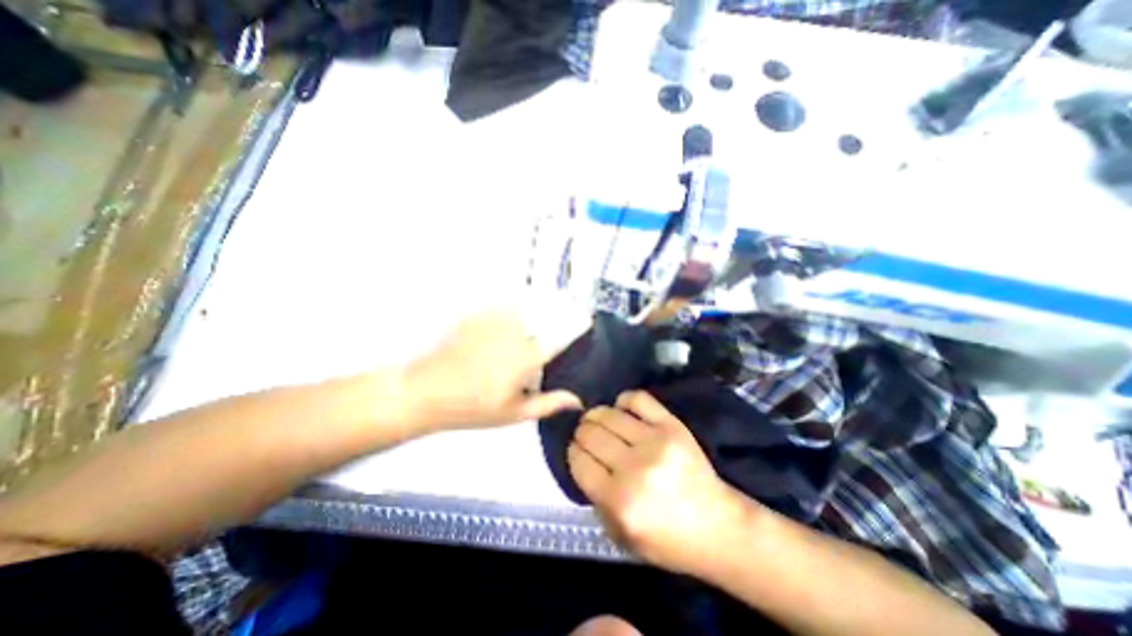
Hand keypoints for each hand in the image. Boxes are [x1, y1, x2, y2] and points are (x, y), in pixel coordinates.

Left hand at [405, 309, 582, 428]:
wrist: (427, 390)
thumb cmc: (473, 407)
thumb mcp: (514, 413)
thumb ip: (549, 403)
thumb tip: (578, 399)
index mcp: (529, 358)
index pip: (562, 334)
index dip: (578, 323)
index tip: (587, 318)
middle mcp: (517, 333)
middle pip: (547, 316)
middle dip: (559, 313)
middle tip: (560, 319)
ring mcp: (497, 320)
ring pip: (528, 308)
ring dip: (537, 309)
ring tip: (536, 319)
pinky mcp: (480, 314)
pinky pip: (506, 305)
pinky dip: (514, 307)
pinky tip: (512, 319)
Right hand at [570, 389, 755, 577]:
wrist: (718, 526)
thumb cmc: (667, 540)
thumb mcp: (620, 535)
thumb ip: (595, 499)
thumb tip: (582, 459)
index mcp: (618, 500)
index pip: (578, 461)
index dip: (572, 452)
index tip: (576, 450)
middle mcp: (633, 468)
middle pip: (590, 434)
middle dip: (581, 433)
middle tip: (585, 435)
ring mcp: (654, 442)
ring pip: (608, 414)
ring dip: (596, 415)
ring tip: (597, 420)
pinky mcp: (672, 425)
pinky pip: (638, 398)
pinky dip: (623, 400)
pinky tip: (621, 408)